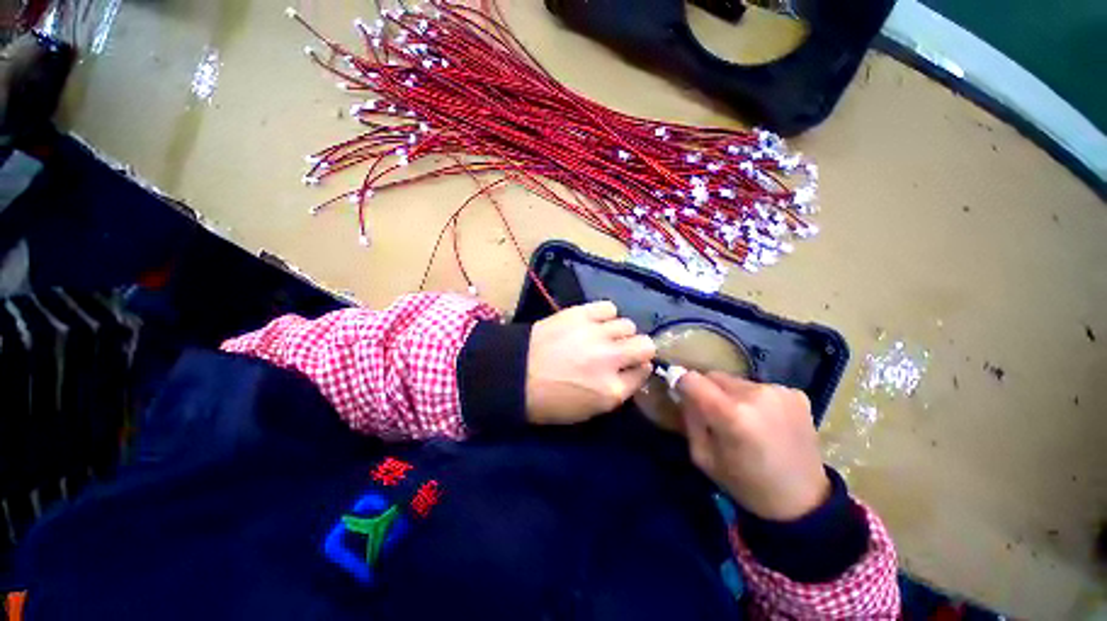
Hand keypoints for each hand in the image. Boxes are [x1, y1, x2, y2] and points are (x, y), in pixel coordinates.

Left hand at [526, 301, 655, 424]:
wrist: (514, 375)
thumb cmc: (549, 400)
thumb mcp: (589, 410)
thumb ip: (618, 391)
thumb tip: (636, 369)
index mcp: (612, 391)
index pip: (644, 372)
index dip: (638, 368)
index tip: (631, 366)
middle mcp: (610, 359)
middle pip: (646, 345)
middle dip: (638, 349)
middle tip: (621, 351)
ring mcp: (596, 334)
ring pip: (628, 325)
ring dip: (619, 332)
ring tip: (603, 335)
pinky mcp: (581, 314)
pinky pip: (608, 307)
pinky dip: (606, 315)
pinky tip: (595, 322)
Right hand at [677, 371, 829, 520]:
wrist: (804, 501)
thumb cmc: (746, 484)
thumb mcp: (703, 457)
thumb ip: (690, 419)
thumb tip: (683, 392)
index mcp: (731, 414)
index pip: (691, 378)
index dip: (681, 383)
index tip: (680, 393)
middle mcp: (755, 394)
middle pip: (713, 376)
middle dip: (707, 390)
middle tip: (714, 413)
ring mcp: (779, 392)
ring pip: (736, 381)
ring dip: (731, 394)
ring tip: (743, 420)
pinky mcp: (795, 394)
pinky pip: (759, 387)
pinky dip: (755, 399)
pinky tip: (766, 421)